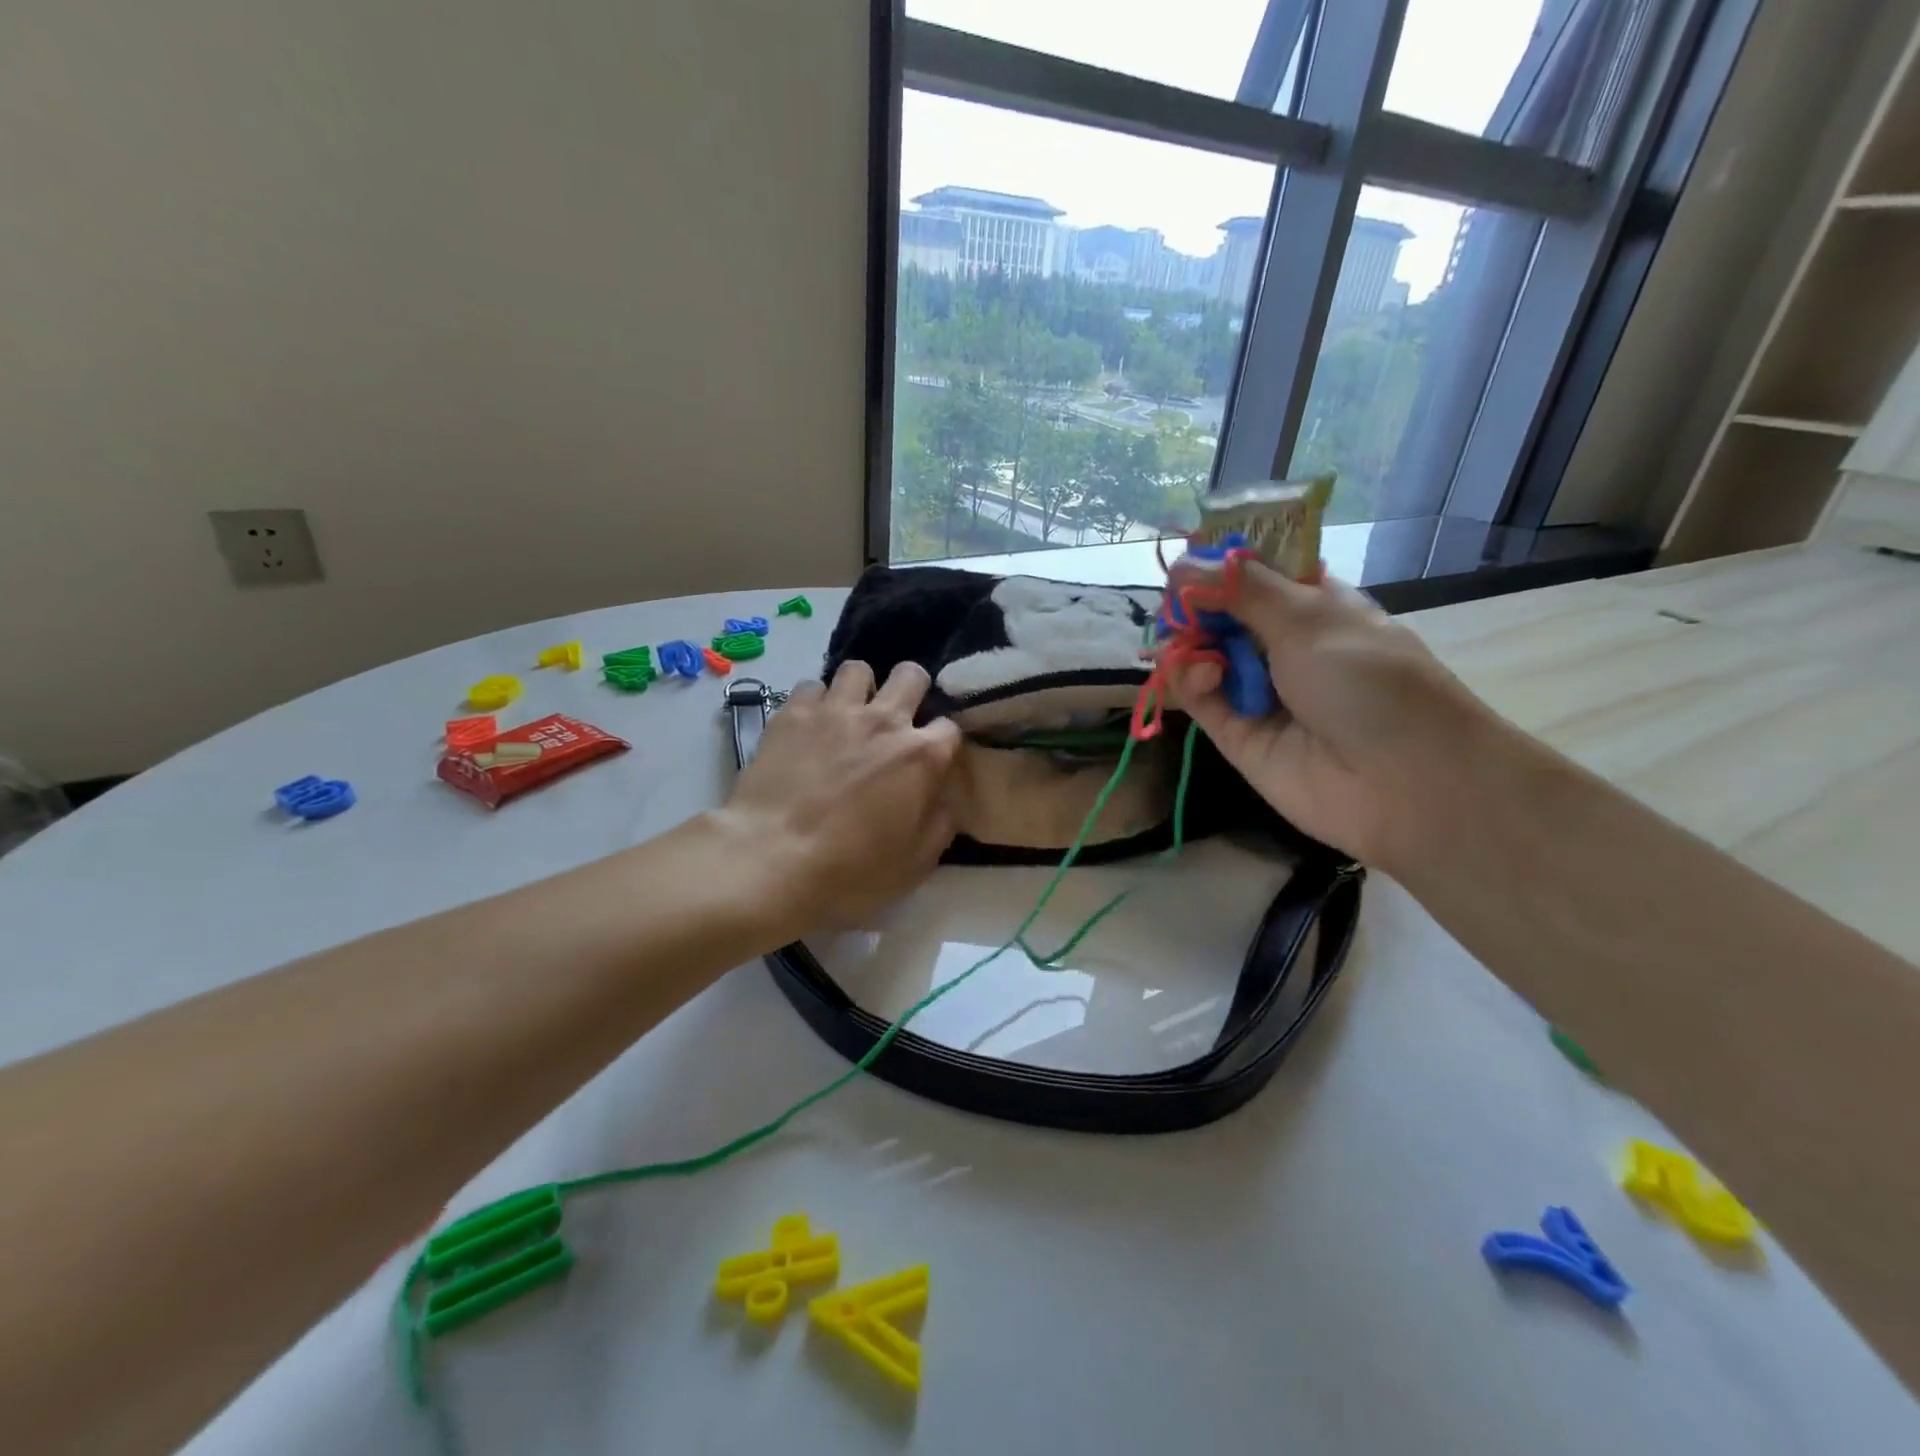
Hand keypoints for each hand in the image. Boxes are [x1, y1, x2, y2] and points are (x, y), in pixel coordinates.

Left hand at [718, 660, 960, 932]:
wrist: (771, 861)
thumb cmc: (850, 872)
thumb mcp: (915, 864)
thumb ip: (940, 823)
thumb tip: (946, 799)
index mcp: (921, 756)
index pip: (950, 727)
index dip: (943, 742)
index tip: (932, 759)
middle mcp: (884, 720)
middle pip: (911, 675)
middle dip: (911, 690)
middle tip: (896, 720)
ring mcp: (835, 710)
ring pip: (858, 669)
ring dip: (861, 689)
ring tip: (849, 715)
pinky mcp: (792, 712)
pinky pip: (811, 686)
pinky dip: (815, 702)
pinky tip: (808, 726)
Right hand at [1163, 559, 1500, 870]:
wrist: (1403, 783)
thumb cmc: (1370, 681)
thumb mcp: (1309, 618)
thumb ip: (1241, 589)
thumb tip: (1185, 561)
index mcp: (1315, 606)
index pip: (1258, 574)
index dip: (1222, 563)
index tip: (1190, 559)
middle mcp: (1284, 645)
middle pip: (1222, 612)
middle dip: (1196, 603)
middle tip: (1176, 602)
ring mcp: (1258, 690)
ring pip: (1204, 654)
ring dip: (1189, 642)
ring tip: (1184, 642)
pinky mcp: (1236, 733)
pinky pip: (1200, 697)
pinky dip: (1190, 681)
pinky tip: (1200, 675)